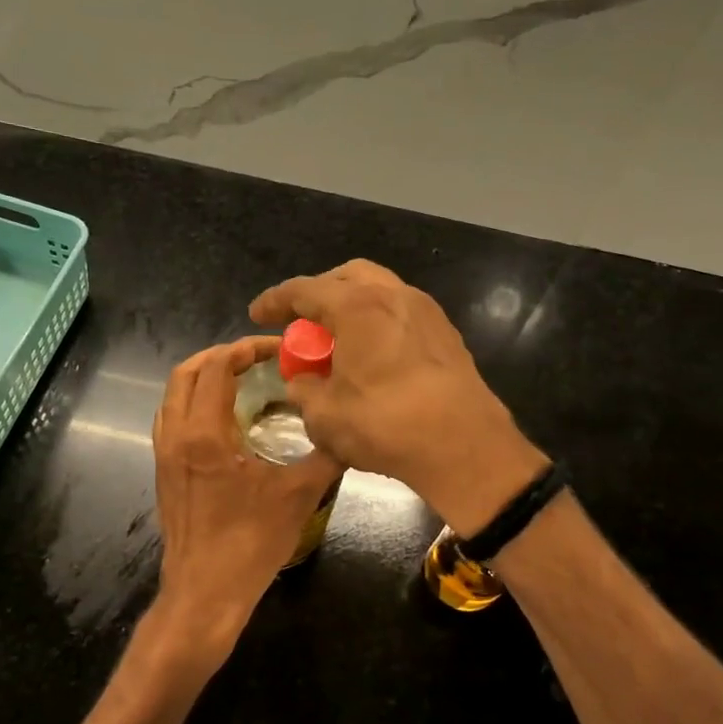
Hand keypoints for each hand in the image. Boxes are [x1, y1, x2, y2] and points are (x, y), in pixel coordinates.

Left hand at [145, 337, 342, 674]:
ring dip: (203, 377)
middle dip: (221, 356)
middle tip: (257, 358)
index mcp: (205, 434)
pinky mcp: (164, 471)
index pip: (217, 368)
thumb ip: (326, 455)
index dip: (245, 349)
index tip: (276, 349)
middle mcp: (176, 436)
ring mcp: (165, 454)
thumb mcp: (298, 494)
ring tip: (240, 380)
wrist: (204, 593)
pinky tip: (223, 418)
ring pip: (173, 395)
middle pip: (186, 373)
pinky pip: (171, 418)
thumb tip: (349, 427)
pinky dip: (192, 402)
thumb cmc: (250, 543)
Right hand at [249, 260, 544, 533]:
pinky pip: (401, 314)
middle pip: (346, 277)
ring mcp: (426, 311)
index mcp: (357, 305)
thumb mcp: (325, 415)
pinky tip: (372, 355)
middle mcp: (393, 295)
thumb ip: (303, 391)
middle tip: (302, 322)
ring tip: (337, 339)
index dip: (275, 300)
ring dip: (352, 307)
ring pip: (379, 292)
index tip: (258, 313)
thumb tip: (302, 384)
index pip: (304, 290)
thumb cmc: (385, 424)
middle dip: (319, 294)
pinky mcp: (447, 334)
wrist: (464, 446)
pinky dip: (378, 323)